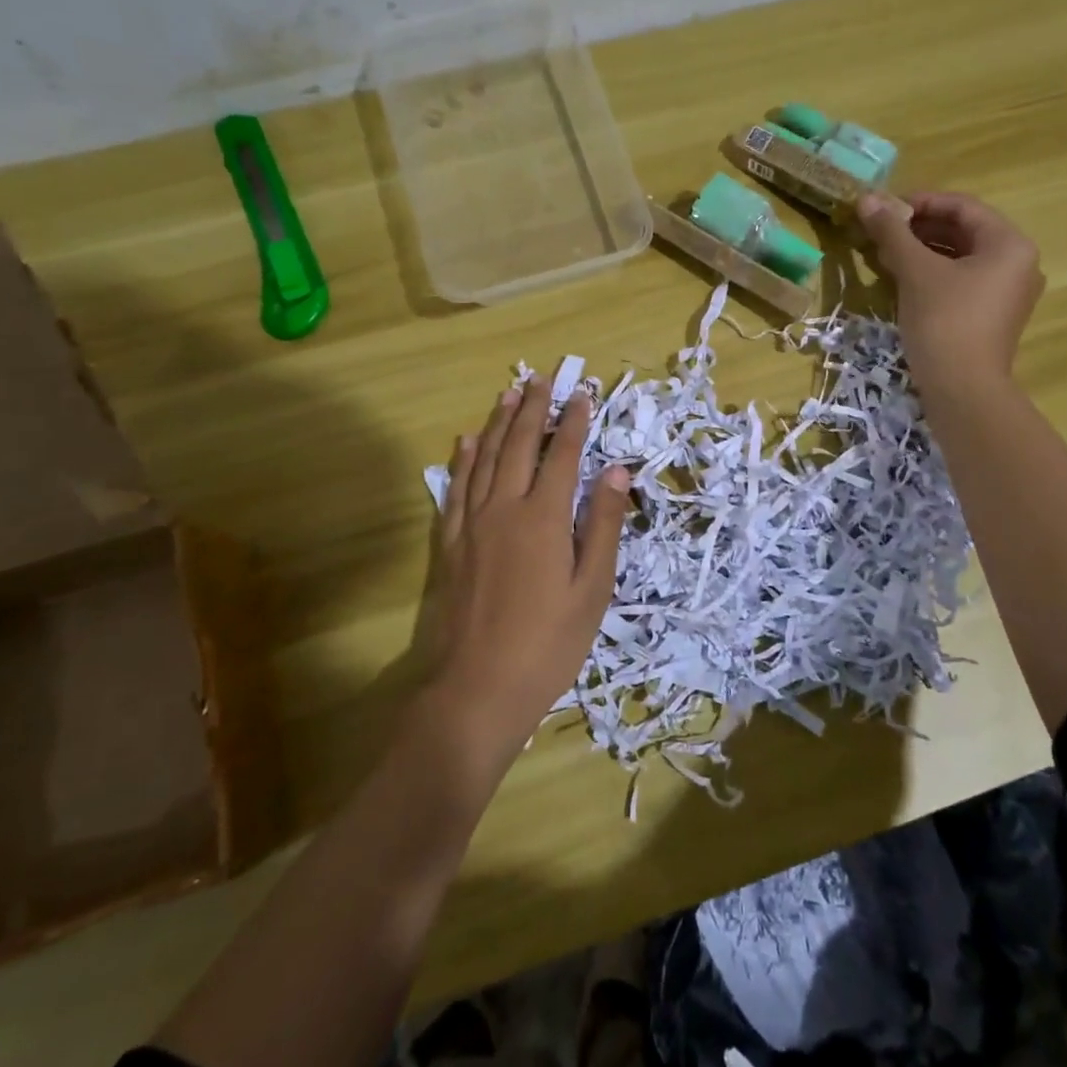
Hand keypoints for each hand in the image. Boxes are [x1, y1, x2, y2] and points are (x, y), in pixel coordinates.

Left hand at [426, 380, 630, 772]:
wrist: (477, 688)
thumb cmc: (548, 644)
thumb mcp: (592, 588)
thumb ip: (603, 525)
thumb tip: (616, 471)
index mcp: (545, 517)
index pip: (564, 455)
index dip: (575, 422)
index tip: (583, 394)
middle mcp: (505, 507)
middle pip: (520, 444)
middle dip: (534, 408)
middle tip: (542, 378)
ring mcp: (471, 523)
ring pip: (485, 457)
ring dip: (498, 422)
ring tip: (509, 394)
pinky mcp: (450, 542)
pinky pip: (455, 487)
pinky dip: (463, 459)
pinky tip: (466, 442)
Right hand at [856, 190, 1043, 392]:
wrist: (962, 390)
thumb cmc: (944, 321)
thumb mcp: (915, 271)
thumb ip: (892, 231)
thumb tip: (865, 198)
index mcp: (1009, 244)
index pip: (962, 207)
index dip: (920, 202)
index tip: (883, 209)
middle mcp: (1016, 263)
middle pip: (963, 231)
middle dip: (918, 228)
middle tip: (879, 232)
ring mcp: (1006, 293)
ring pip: (959, 258)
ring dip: (921, 251)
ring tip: (883, 254)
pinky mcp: (990, 317)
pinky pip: (960, 282)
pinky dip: (931, 275)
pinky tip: (900, 279)